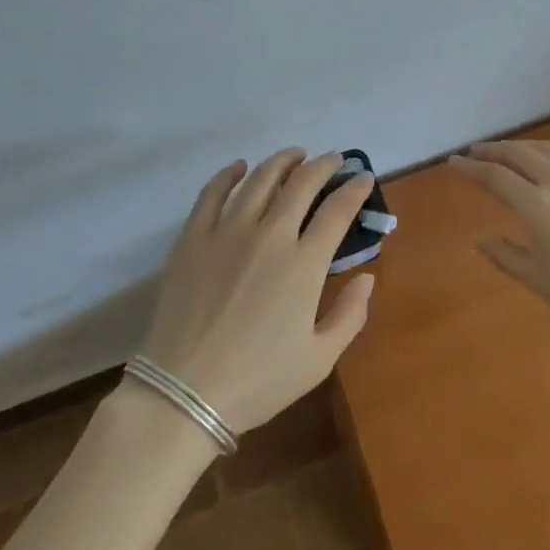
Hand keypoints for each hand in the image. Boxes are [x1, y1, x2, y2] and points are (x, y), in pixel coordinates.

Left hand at [140, 150, 375, 433]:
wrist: (182, 394)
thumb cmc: (257, 381)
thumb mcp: (319, 359)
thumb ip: (350, 315)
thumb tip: (367, 277)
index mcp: (304, 264)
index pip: (337, 210)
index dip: (355, 189)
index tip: (363, 178)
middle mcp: (270, 236)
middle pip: (302, 183)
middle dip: (323, 165)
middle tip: (333, 160)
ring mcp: (227, 232)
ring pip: (260, 179)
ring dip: (282, 161)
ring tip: (295, 155)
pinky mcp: (193, 238)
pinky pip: (212, 193)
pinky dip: (229, 174)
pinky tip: (239, 167)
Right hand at [449, 141, 549, 346]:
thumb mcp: (539, 281)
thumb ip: (505, 255)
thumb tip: (479, 239)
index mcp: (537, 207)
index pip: (495, 177)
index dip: (471, 168)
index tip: (453, 162)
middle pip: (520, 154)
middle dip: (494, 150)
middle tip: (476, 152)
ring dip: (525, 146)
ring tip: (511, 151)